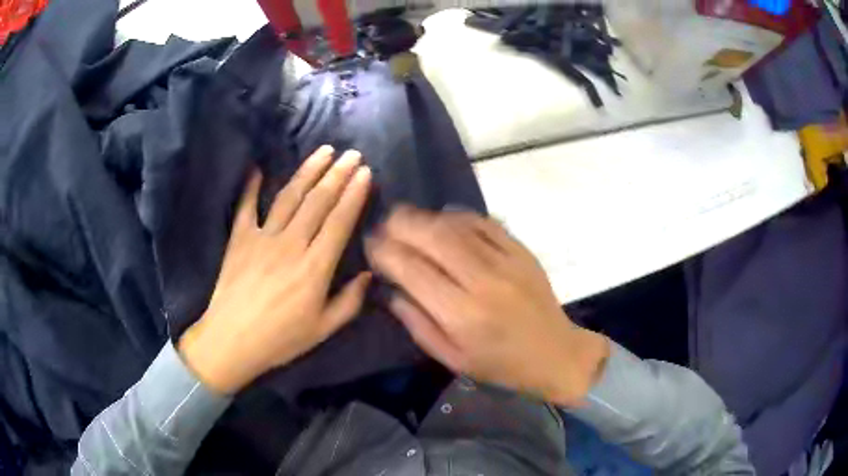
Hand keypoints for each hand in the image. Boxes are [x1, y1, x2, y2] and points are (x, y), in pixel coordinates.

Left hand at [179, 146, 371, 394]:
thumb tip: (369, 275)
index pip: (340, 222)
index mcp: (315, 268)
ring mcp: (262, 238)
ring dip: (308, 171)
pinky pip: (246, 206)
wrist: (231, 341)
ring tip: (323, 151)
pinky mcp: (239, 239)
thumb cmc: (280, 340)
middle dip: (338, 174)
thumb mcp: (323, 330)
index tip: (365, 173)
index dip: (354, 195)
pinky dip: (250, 186)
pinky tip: (257, 167)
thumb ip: (349, 302)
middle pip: (318, 202)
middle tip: (352, 154)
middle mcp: (291, 245)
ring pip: (289, 197)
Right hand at [367, 206, 608, 406]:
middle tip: (383, 223)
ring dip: (425, 217)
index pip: (412, 270)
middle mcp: (482, 280)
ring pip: (456, 225)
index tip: (370, 243)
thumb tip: (391, 289)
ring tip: (405, 218)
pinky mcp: (520, 250)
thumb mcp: (451, 358)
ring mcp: (505, 261)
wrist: (553, 352)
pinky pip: (483, 222)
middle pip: (433, 237)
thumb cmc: (499, 364)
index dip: (385, 251)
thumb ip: (417, 323)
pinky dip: (457, 216)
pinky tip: (442, 219)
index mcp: (461, 314)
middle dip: (400, 224)